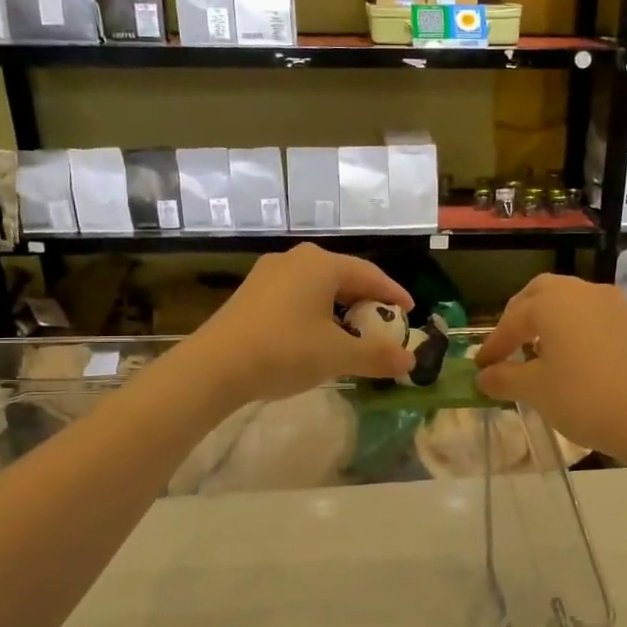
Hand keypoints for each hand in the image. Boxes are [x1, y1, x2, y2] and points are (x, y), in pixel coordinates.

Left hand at [182, 244, 415, 403]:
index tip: (410, 312)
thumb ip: (377, 356)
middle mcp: (296, 260)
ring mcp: (269, 274)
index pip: (370, 274)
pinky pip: (296, 296)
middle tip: (383, 324)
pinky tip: (316, 336)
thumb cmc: (285, 350)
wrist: (216, 366)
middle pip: (344, 277)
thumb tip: (411, 361)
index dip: (393, 294)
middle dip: (366, 302)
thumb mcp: (338, 355)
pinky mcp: (251, 293)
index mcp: (322, 264)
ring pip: (318, 287)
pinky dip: (316, 312)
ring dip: (340, 309)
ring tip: (352, 332)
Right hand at [473, 274, 626, 460]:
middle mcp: (584, 292)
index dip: (494, 344)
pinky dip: (580, 334)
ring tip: (544, 354)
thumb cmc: (584, 397)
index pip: (512, 319)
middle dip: (521, 317)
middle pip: (543, 294)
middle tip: (510, 345)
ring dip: (553, 323)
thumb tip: (483, 376)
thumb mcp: (535, 390)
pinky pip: (598, 321)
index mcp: (553, 302)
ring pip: (574, 304)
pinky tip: (580, 363)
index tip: (481, 367)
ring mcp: (616, 306)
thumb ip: (504, 378)